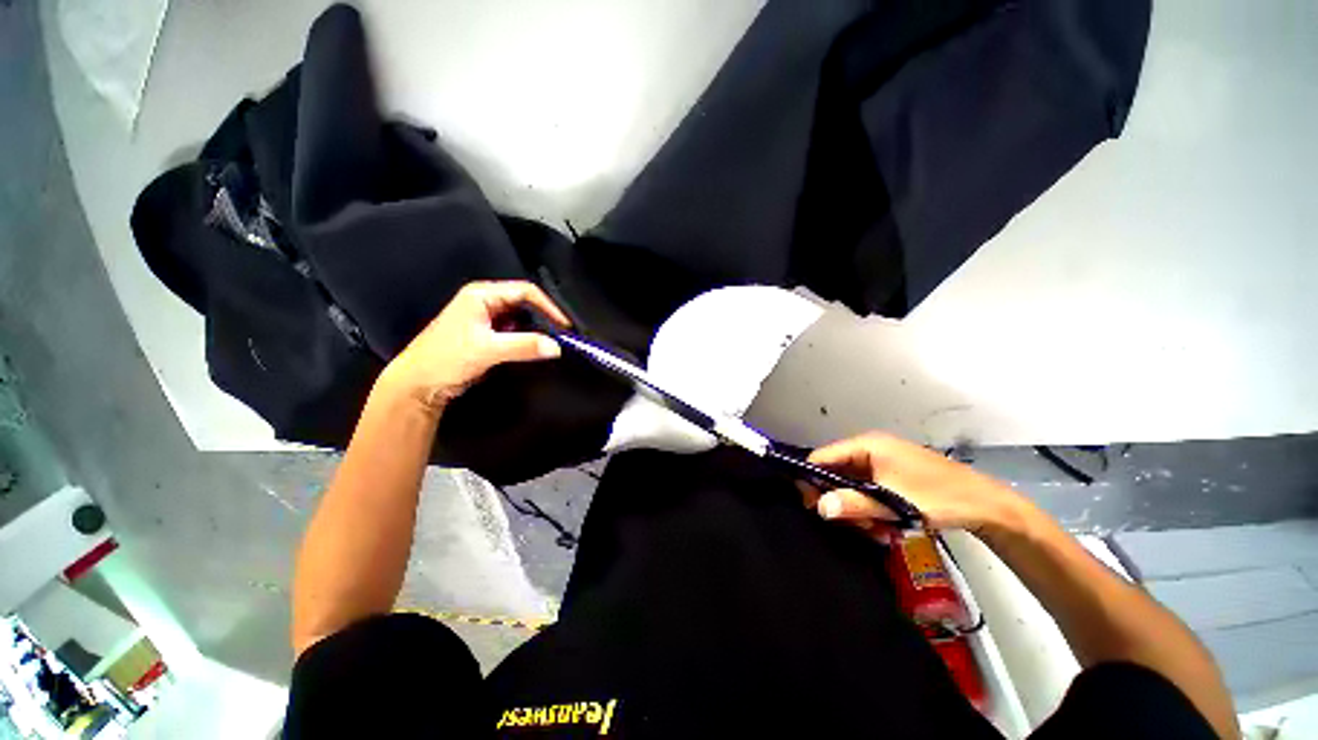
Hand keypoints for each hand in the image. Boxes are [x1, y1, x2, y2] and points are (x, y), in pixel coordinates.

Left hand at [379, 281, 569, 414]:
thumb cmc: (447, 359)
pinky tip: (534, 349)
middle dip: (543, 317)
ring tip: (551, 342)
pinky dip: (526, 339)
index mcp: (481, 295)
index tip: (564, 325)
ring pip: (520, 318)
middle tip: (561, 334)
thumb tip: (557, 347)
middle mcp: (484, 301)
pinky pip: (514, 331)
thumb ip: (524, 346)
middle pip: (524, 303)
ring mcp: (485, 318)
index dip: (548, 306)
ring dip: (535, 329)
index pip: (525, 292)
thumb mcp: (488, 350)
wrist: (418, 385)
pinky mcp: (486, 335)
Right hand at [802, 432, 1027, 537]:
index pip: (823, 457)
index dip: (812, 479)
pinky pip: (868, 490)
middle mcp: (870, 449)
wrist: (987, 506)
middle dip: (840, 500)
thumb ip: (854, 504)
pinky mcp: (893, 476)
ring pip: (852, 485)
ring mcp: (882, 462)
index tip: (812, 506)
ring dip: (858, 508)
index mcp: (867, 445)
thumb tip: (819, 507)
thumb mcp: (893, 503)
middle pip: (836, 472)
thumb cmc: (939, 498)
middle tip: (853, 524)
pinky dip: (871, 508)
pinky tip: (885, 526)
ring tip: (876, 529)